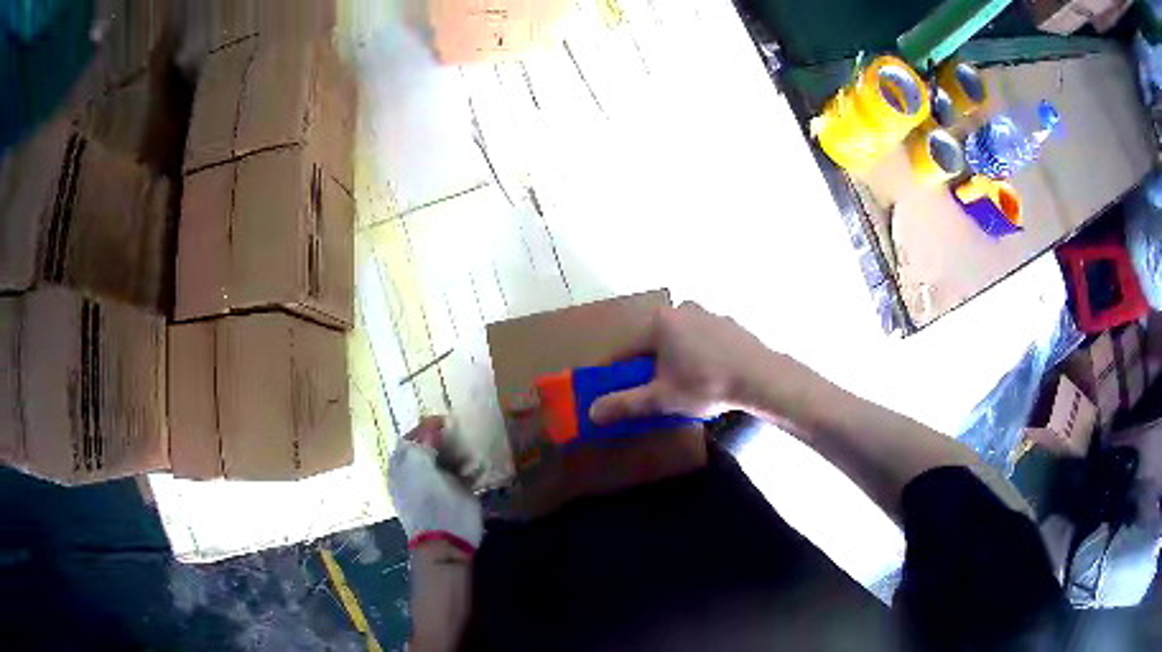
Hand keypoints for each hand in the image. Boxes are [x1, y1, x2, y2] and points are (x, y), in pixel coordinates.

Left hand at [388, 417, 482, 554]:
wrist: (445, 538)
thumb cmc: (427, 500)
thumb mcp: (418, 464)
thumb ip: (423, 441)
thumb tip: (432, 424)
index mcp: (403, 466)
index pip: (411, 438)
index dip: (425, 428)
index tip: (443, 420)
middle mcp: (418, 472)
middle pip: (432, 446)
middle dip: (445, 439)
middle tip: (459, 432)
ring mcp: (439, 483)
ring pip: (450, 458)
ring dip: (461, 452)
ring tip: (468, 451)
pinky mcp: (459, 493)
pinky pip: (466, 473)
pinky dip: (473, 468)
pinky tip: (477, 468)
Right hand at [588, 302, 779, 423]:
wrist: (761, 377)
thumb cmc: (705, 384)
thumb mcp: (661, 398)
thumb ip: (625, 404)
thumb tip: (592, 412)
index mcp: (659, 321)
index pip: (626, 348)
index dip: (616, 371)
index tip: (611, 388)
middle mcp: (682, 309)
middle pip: (653, 342)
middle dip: (648, 366)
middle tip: (649, 392)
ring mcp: (709, 314)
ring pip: (680, 341)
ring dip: (674, 361)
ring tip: (680, 387)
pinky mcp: (730, 325)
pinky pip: (703, 341)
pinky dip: (698, 356)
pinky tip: (707, 377)